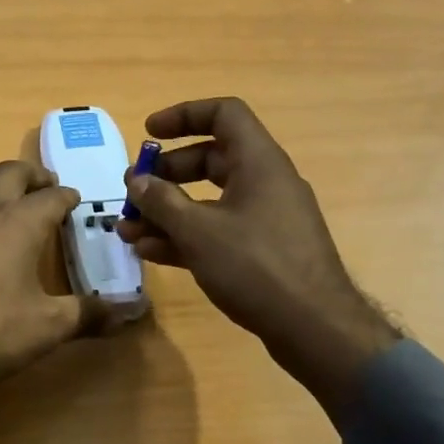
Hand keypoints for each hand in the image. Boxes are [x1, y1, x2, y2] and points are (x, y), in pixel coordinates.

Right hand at [115, 98, 397, 415]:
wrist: (314, 328)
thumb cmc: (256, 266)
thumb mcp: (198, 231)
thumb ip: (162, 201)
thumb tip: (137, 180)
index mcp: (259, 162)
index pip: (223, 114)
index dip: (183, 115)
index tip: (149, 133)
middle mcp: (264, 182)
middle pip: (210, 159)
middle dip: (166, 174)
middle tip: (133, 190)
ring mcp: (265, 218)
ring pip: (209, 200)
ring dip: (167, 211)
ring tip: (128, 228)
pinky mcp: (262, 251)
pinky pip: (218, 230)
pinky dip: (185, 235)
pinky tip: (151, 252)